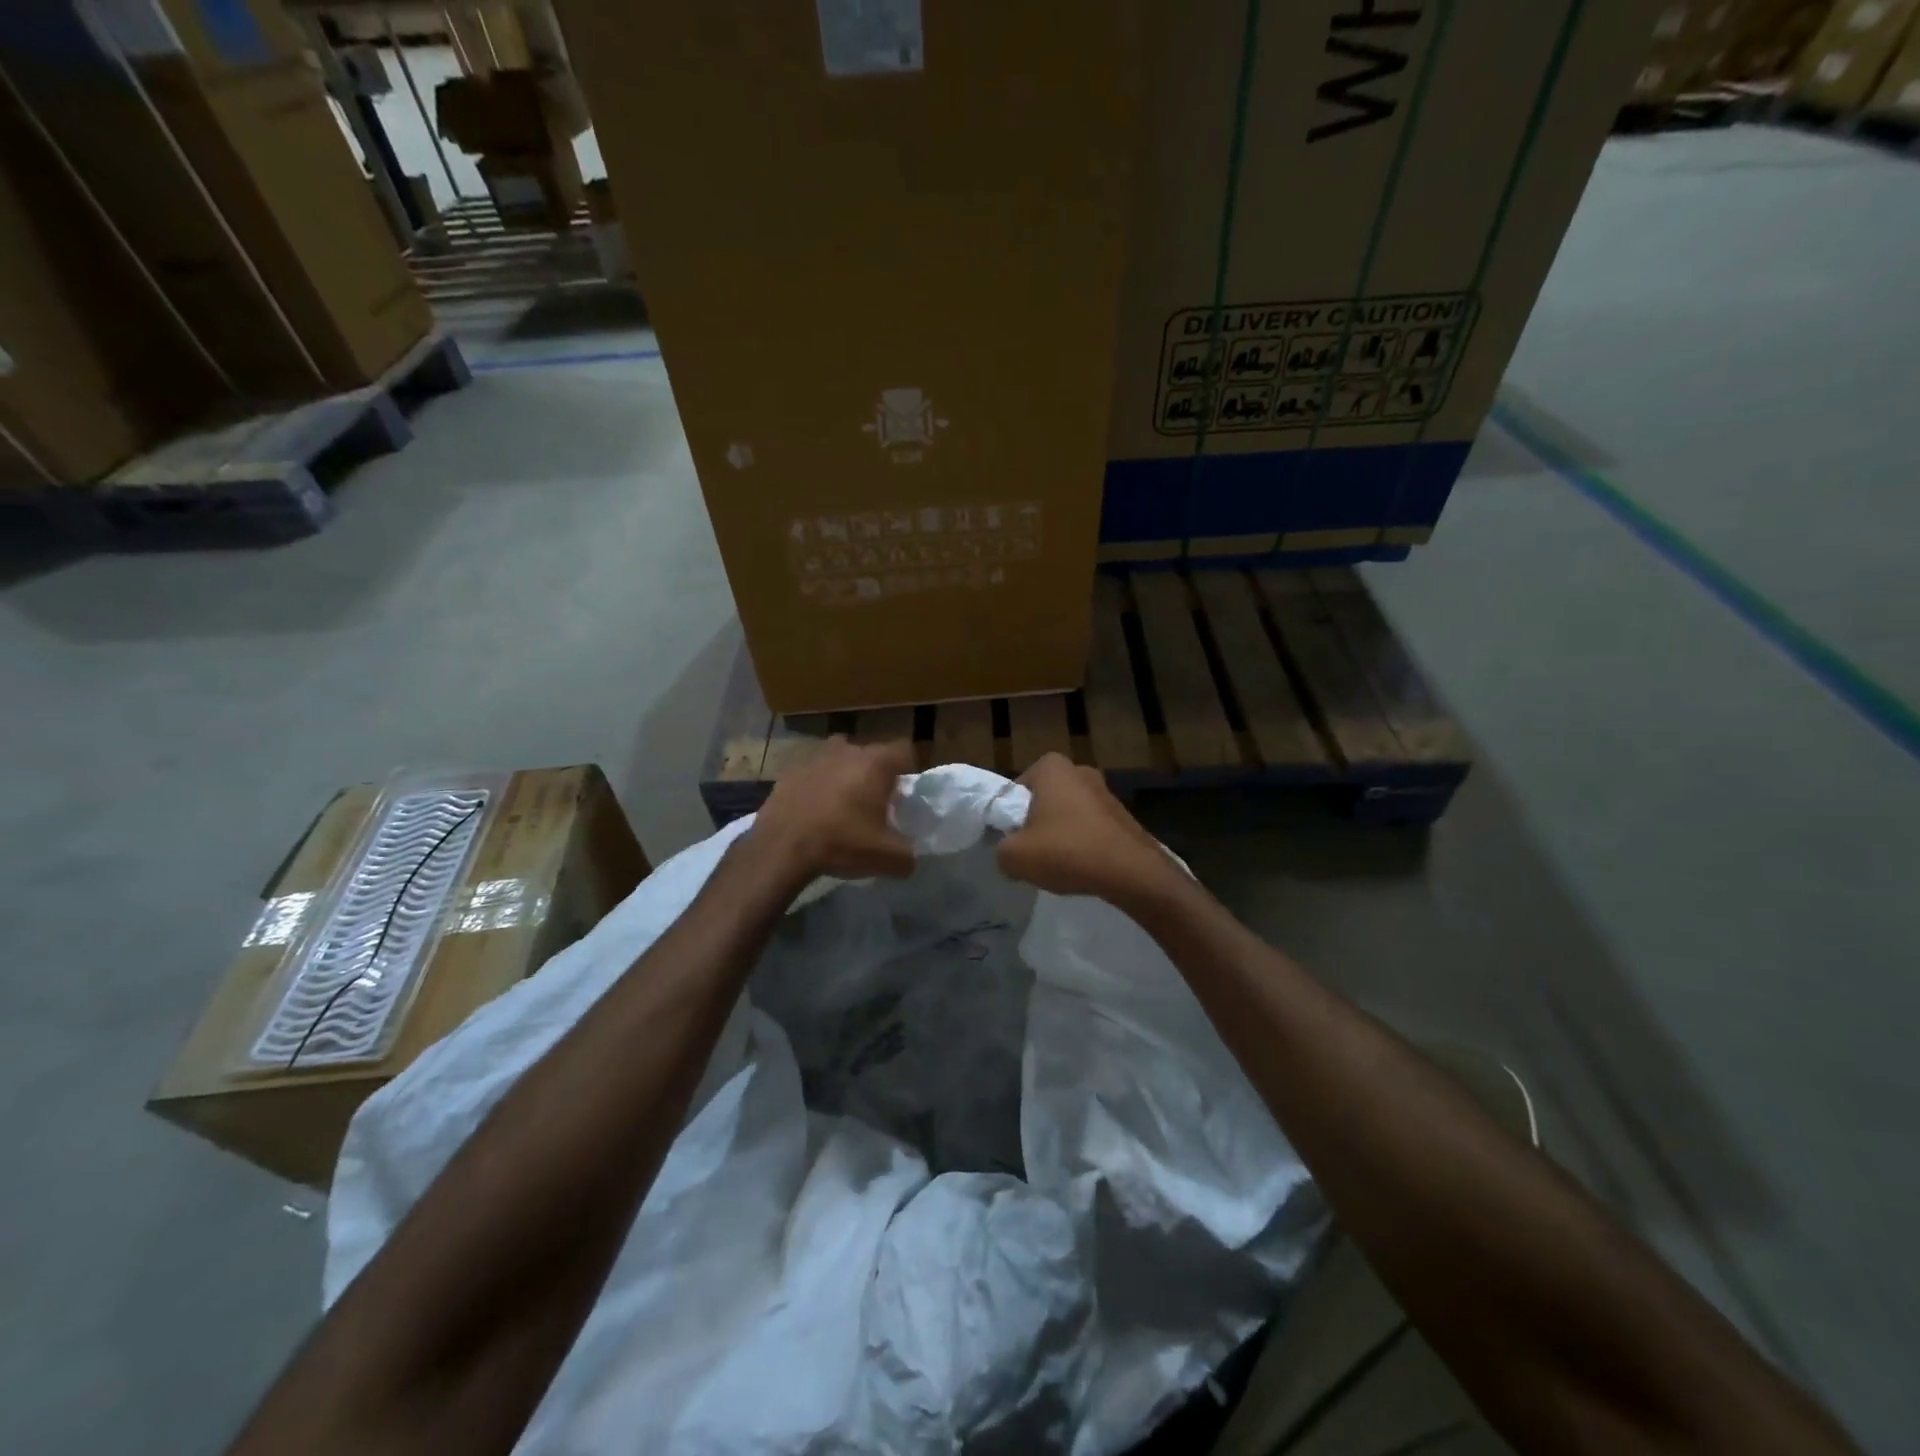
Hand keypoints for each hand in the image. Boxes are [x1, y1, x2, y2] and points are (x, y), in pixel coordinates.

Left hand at [752, 735, 915, 881]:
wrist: (781, 848)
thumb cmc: (841, 842)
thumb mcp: (887, 858)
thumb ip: (908, 855)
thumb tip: (911, 857)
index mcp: (875, 763)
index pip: (905, 751)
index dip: (908, 771)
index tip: (903, 795)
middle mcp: (847, 750)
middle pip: (871, 755)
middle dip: (876, 775)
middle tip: (874, 805)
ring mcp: (815, 757)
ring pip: (841, 760)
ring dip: (846, 776)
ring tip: (843, 806)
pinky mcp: (791, 770)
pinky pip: (815, 773)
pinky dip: (819, 786)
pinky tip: (815, 812)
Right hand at [996, 753, 1177, 906]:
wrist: (1131, 872)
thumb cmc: (1066, 851)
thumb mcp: (1014, 856)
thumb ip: (1001, 850)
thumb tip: (1009, 853)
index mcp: (1052, 767)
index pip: (1017, 788)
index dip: (1010, 815)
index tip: (1014, 839)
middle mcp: (1080, 770)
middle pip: (1044, 800)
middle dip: (1037, 823)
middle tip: (1033, 851)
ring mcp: (1106, 792)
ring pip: (1068, 815)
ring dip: (1061, 835)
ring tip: (1059, 864)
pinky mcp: (1123, 815)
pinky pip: (1091, 828)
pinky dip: (1083, 844)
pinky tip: (1082, 867)